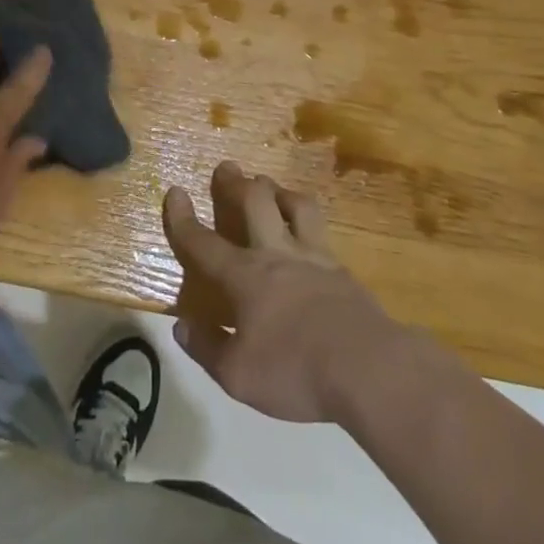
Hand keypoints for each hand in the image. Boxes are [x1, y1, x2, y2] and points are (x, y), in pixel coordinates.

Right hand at [163, 161, 421, 424]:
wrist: (369, 369)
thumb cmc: (295, 372)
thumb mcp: (238, 376)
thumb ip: (207, 348)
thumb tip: (182, 326)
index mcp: (244, 276)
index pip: (203, 242)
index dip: (183, 218)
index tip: (174, 191)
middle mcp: (276, 254)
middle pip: (254, 202)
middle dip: (236, 182)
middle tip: (227, 168)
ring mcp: (314, 257)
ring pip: (294, 205)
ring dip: (278, 191)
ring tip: (270, 186)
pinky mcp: (343, 270)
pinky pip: (321, 231)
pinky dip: (308, 221)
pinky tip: (309, 232)